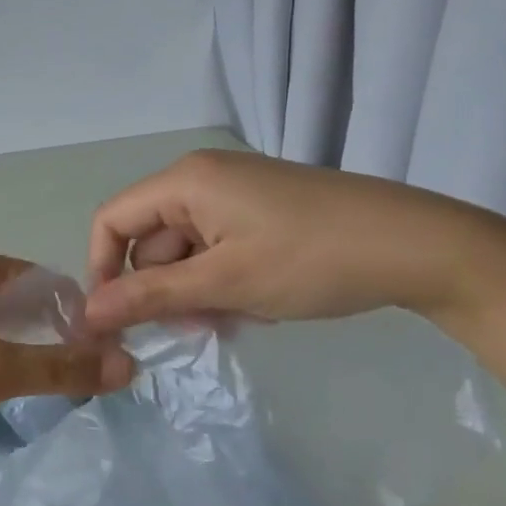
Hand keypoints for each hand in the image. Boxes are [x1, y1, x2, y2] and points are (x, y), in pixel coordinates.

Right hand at [83, 149, 505, 331]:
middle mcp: (202, 177)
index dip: (103, 270)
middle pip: (150, 239)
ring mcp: (234, 193)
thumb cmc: (311, 260)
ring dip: (197, 291)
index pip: (112, 220)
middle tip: (198, 328)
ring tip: (237, 318)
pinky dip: (224, 280)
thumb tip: (87, 315)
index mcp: (185, 180)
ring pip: (186, 250)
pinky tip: (257, 304)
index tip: (116, 321)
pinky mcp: (261, 210)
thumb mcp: (224, 284)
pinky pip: (217, 248)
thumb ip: (150, 297)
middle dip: (164, 289)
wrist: (418, 247)